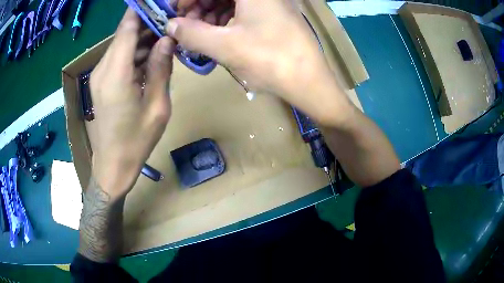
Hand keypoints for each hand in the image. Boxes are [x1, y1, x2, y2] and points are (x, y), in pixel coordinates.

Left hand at [90, 9, 174, 199]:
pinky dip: (134, 52)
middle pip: (124, 34)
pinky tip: (151, 54)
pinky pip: (118, 57)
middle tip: (171, 20)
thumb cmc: (136, 141)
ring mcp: (99, 75)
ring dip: (142, 37)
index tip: (159, 2)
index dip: (141, 10)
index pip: (127, 28)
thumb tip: (167, 39)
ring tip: (165, 35)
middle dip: (146, 22)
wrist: (113, 165)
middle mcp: (103, 69)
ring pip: (122, 44)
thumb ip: (161, 68)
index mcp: (116, 74)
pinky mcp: (100, 82)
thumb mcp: (157, 106)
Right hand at [168, 0, 350, 124]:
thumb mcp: (224, 46)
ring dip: (212, 15)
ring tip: (201, 34)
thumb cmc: (269, 60)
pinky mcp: (276, 14)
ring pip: (232, 1)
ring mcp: (271, 2)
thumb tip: (170, 25)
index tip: (176, 13)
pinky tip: (220, 34)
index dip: (188, 0)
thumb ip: (191, 33)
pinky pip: (245, 10)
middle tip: (187, 27)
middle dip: (200, 7)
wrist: (310, 81)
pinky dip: (228, 19)